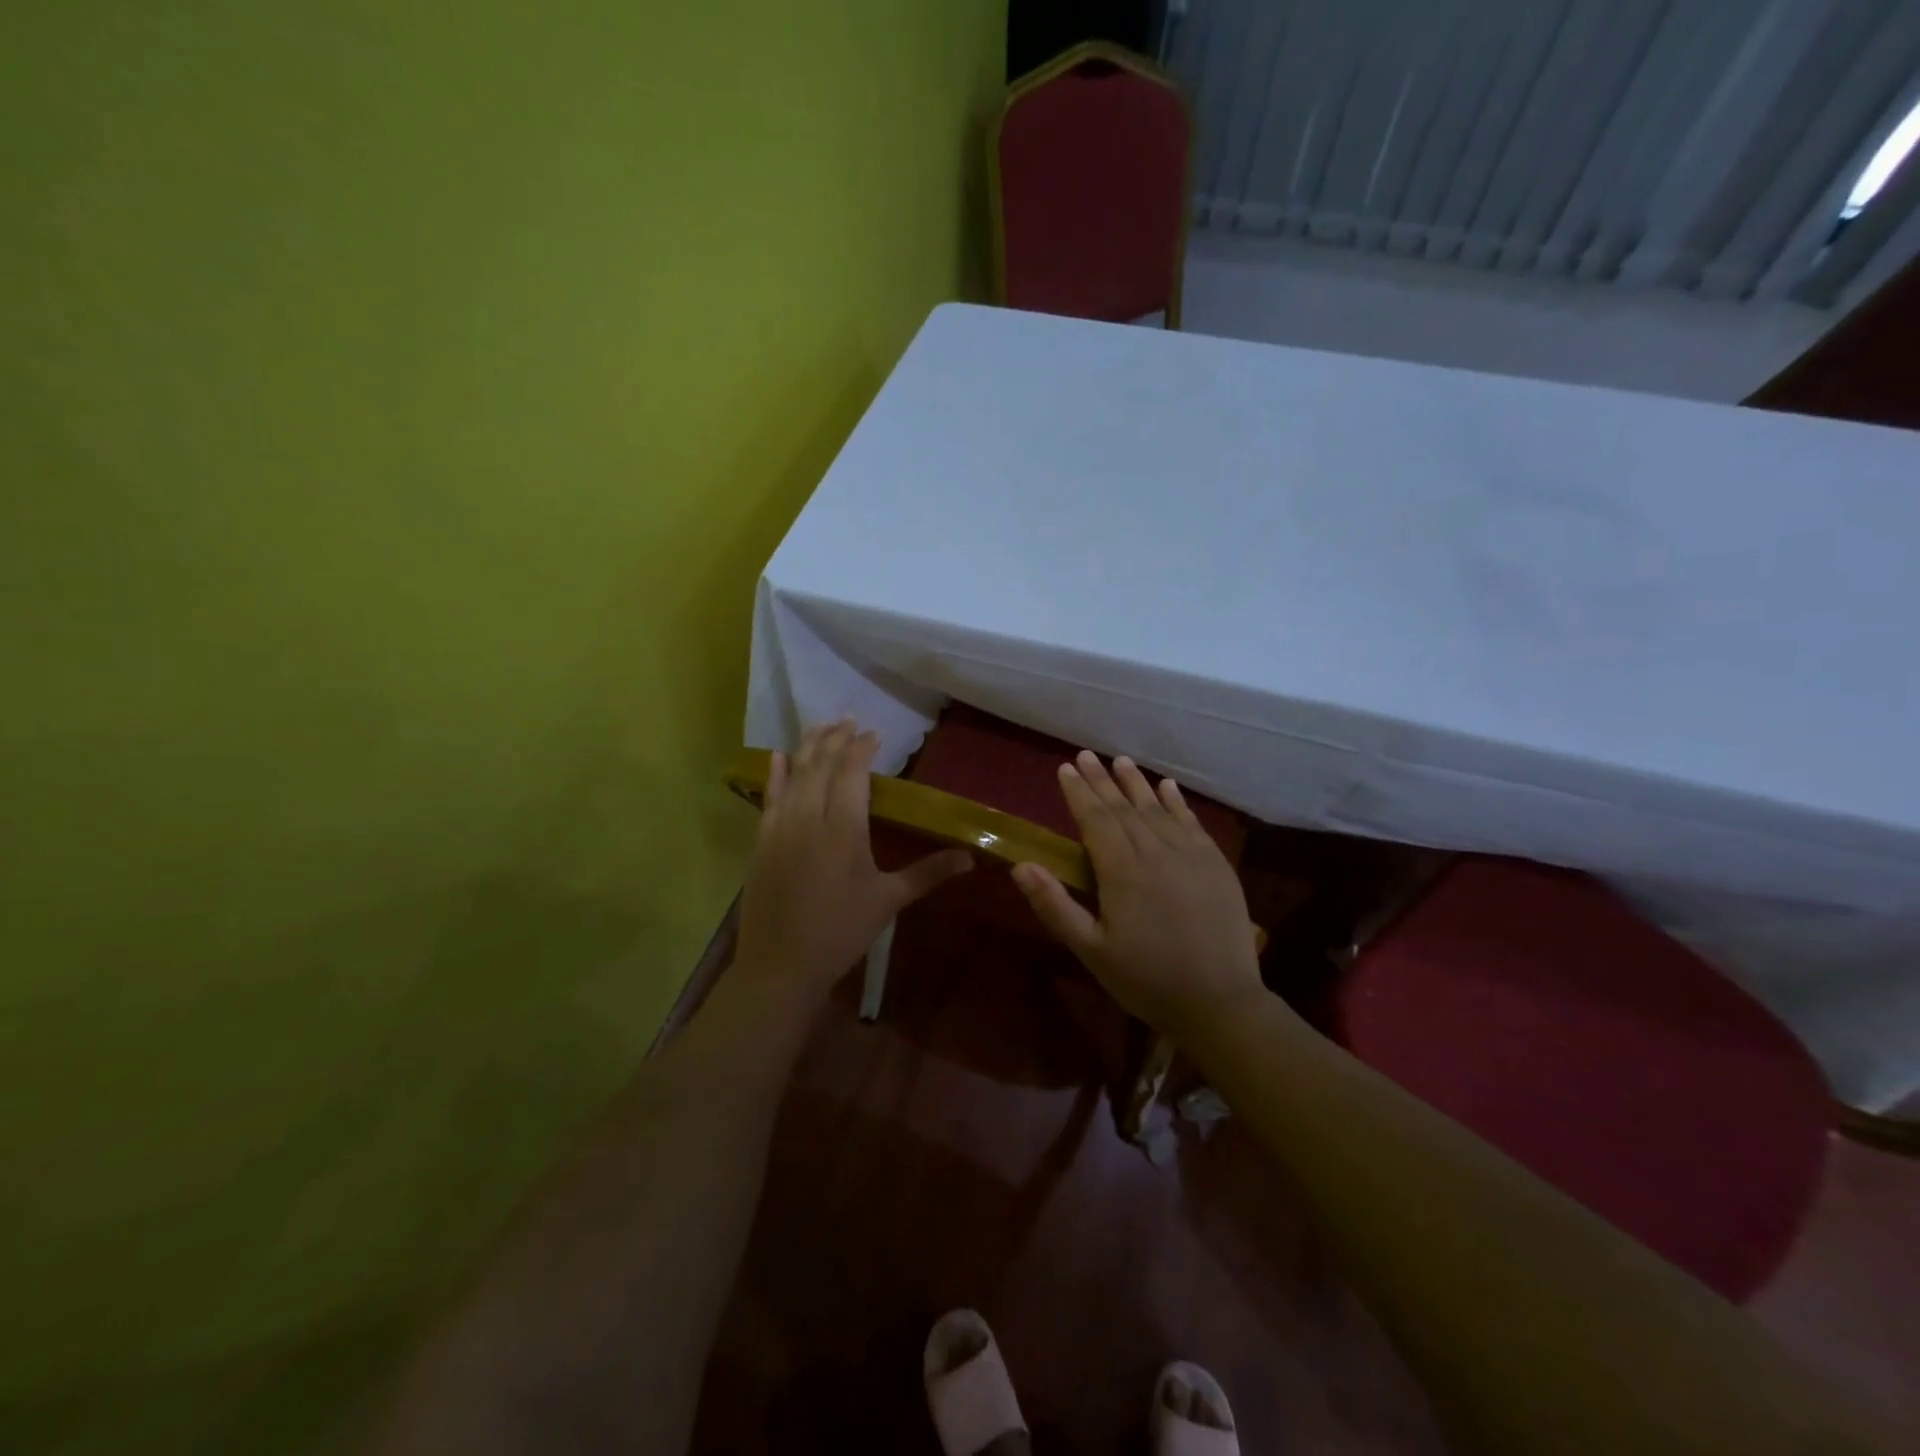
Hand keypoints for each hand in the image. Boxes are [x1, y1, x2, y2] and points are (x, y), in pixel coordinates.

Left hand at [734, 721, 972, 993]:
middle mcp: (810, 817)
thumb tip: (971, 858)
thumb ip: (928, 873)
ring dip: (807, 747)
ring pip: (795, 775)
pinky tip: (778, 757)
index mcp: (844, 828)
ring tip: (820, 726)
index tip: (873, 733)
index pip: (852, 773)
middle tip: (847, 719)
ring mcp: (780, 827)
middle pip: (821, 765)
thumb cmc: (841, 932)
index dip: (861, 749)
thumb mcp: (889, 901)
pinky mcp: (761, 841)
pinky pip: (769, 797)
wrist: (780, 965)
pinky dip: (776, 774)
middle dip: (835, 739)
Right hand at [1012, 751, 1262, 1037]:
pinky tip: (1167, 786)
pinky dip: (1177, 802)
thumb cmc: (1146, 979)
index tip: (1065, 768)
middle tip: (1086, 755)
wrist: (1219, 1002)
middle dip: (1102, 780)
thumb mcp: (1091, 950)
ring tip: (1120, 761)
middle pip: (1124, 808)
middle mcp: (1156, 852)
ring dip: (1136, 783)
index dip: (1078, 793)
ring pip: (1157, 809)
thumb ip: (1055, 906)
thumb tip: (1020, 866)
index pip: (1095, 820)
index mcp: (1122, 871)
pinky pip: (1192, 823)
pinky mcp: (1216, 865)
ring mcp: (1190, 855)